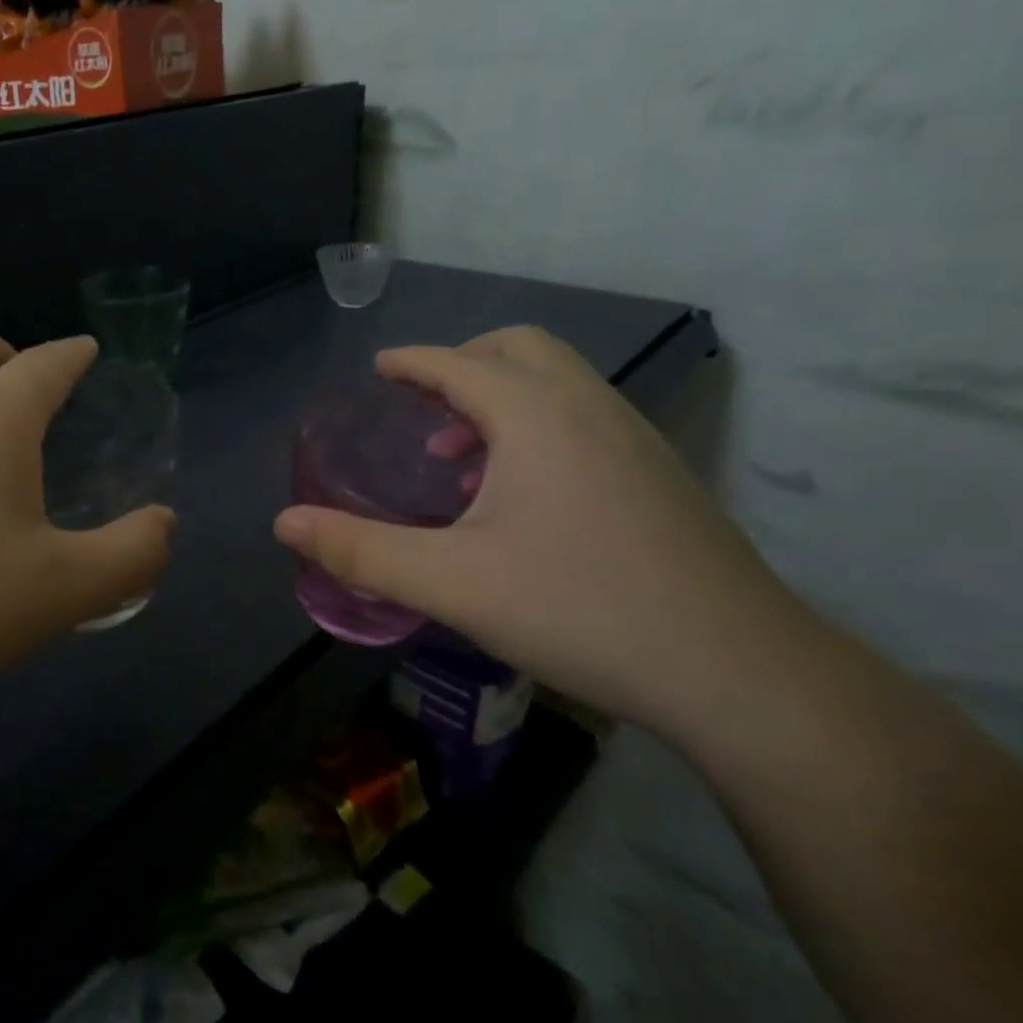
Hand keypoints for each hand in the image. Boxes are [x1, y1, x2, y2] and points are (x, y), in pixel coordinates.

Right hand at [274, 327, 812, 730]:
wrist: (739, 673)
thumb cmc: (580, 609)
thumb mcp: (450, 583)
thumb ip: (359, 550)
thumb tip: (284, 525)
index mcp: (536, 417)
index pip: (460, 363)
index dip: (412, 362)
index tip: (380, 368)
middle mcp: (591, 410)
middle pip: (521, 349)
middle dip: (463, 364)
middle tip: (422, 407)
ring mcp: (637, 442)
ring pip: (559, 384)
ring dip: (502, 398)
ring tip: (460, 458)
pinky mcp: (661, 479)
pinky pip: (585, 420)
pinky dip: (538, 427)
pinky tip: (522, 497)